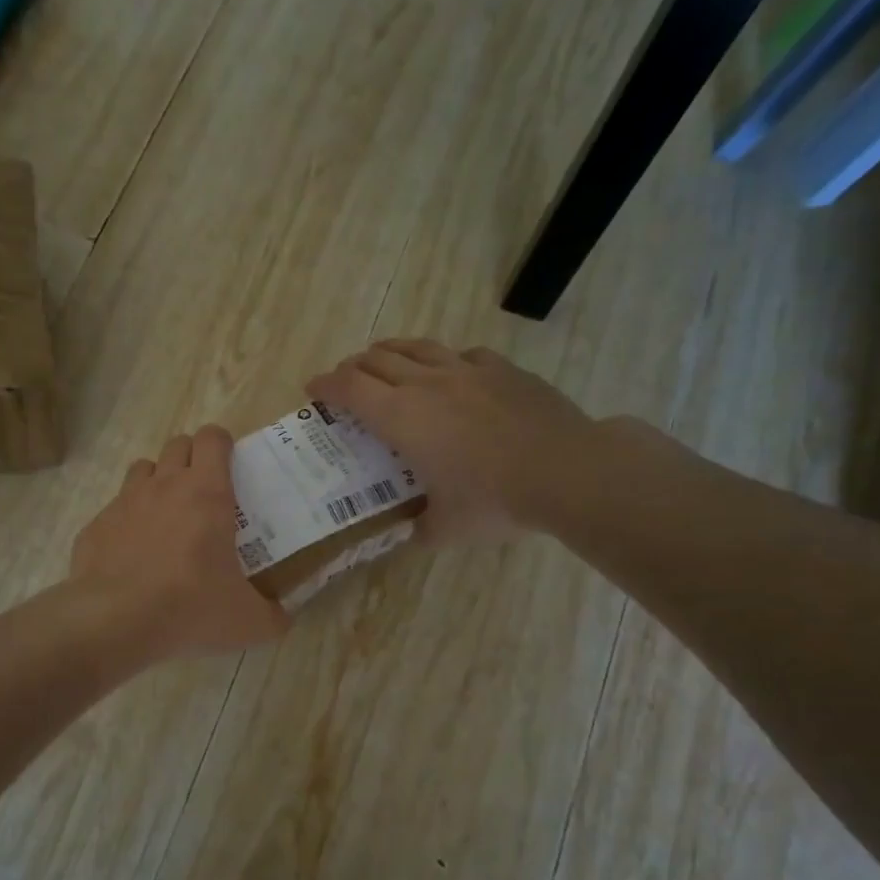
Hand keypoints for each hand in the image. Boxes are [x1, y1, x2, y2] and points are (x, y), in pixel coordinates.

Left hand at [70, 426, 290, 661]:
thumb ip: (274, 616)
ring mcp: (124, 502)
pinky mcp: (96, 526)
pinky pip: (114, 510)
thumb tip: (283, 617)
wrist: (115, 621)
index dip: (221, 445)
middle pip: (177, 445)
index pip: (212, 438)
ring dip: (157, 482)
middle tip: (203, 494)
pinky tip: (132, 555)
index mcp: (206, 493)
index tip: (229, 466)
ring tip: (166, 517)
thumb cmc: (190, 608)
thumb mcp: (248, 622)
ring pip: (143, 469)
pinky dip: (126, 523)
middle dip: (191, 459)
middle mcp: (163, 485)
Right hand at [308, 339, 597, 542]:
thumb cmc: (494, 501)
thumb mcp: (445, 528)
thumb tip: (408, 533)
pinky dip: (443, 360)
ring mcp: (467, 370)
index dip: (325, 385)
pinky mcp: (502, 369)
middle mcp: (426, 384)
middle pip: (375, 360)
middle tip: (344, 382)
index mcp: (401, 417)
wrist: (567, 471)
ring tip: (383, 361)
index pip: (349, 388)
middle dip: (351, 367)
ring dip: (390, 352)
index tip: (312, 389)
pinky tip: (450, 372)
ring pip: (415, 347)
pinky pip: (461, 354)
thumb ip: (418, 528)